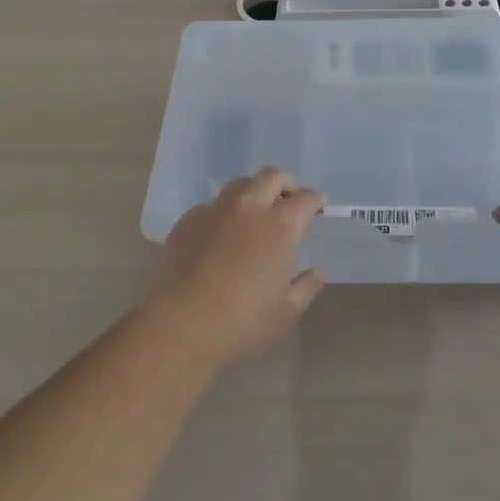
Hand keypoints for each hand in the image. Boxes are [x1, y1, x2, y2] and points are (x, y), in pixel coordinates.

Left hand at [148, 168, 326, 367]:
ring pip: (239, 185)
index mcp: (280, 226)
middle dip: (285, 183)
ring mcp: (215, 211)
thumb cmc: (243, 322)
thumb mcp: (286, 312)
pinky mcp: (187, 221)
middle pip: (271, 176)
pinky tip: (220, 235)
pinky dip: (222, 213)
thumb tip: (317, 272)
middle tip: (288, 201)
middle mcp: (249, 209)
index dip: (315, 200)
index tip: (318, 206)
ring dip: (253, 192)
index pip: (304, 199)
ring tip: (254, 213)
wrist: (182, 324)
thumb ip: (306, 286)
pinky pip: (210, 206)